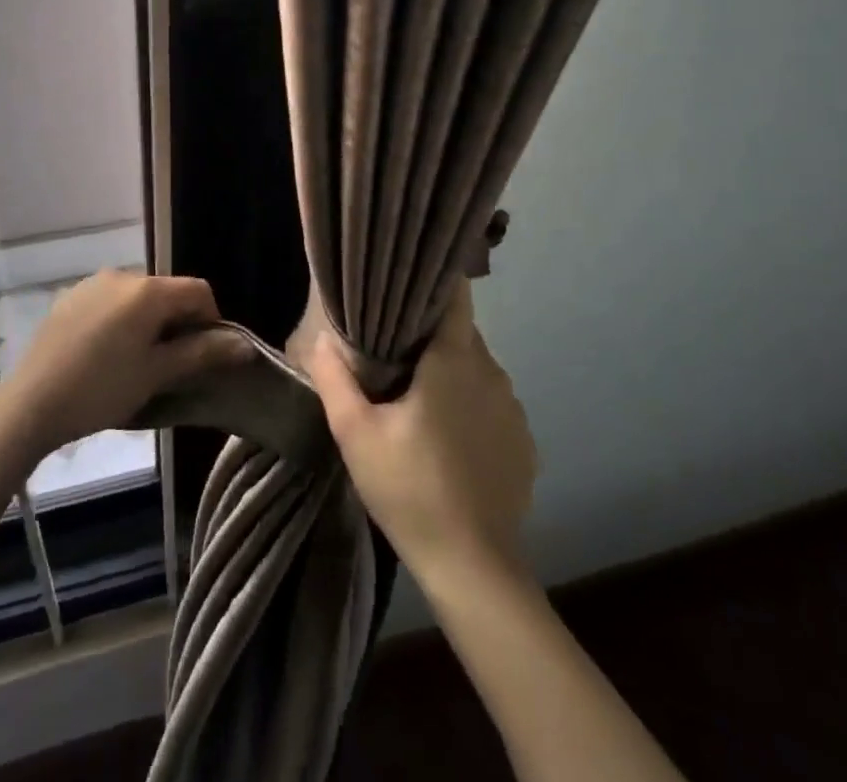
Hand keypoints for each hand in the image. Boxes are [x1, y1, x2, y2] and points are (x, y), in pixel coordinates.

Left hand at [4, 269, 248, 453]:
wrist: (30, 404)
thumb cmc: (102, 389)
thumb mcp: (157, 374)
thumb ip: (202, 353)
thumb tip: (244, 345)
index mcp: (148, 290)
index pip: (197, 290)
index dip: (210, 320)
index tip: (202, 355)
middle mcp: (121, 275)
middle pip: (166, 291)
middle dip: (177, 322)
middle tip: (170, 364)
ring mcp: (91, 284)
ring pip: (136, 297)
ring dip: (147, 322)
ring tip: (135, 362)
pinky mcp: (69, 298)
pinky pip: (108, 302)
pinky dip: (119, 320)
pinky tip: (104, 355)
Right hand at [306, 285, 535, 590]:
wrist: (473, 568)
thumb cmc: (409, 489)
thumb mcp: (356, 433)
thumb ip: (335, 379)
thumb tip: (323, 339)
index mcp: (454, 360)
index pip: (455, 297)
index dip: (433, 281)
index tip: (406, 278)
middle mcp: (492, 373)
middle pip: (461, 334)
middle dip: (430, 334)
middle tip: (393, 348)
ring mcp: (514, 410)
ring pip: (477, 370)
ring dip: (451, 373)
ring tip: (416, 395)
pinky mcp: (523, 443)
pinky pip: (492, 405)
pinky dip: (471, 407)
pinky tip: (447, 438)